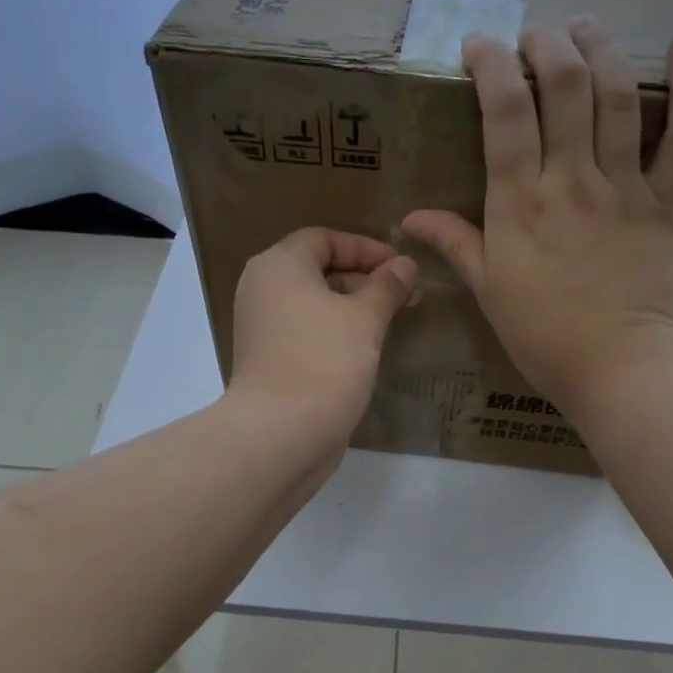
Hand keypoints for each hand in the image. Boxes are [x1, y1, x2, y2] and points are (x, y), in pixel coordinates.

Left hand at [227, 227, 419, 452]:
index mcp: (278, 266)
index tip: (402, 267)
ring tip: (395, 322)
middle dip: (367, 280)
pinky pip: (309, 334)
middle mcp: (263, 291)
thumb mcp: (364, 317)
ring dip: (356, 309)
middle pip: (320, 271)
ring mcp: (264, 329)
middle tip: (409, 297)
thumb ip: (387, 286)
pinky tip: (369, 349)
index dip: (366, 248)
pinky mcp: (272, 362)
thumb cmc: (324, 361)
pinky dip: (338, 334)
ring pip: (316, 306)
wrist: (280, 433)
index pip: (324, 239)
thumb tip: (405, 265)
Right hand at [402, 17, 672, 416]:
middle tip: (535, 36)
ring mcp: (623, 187)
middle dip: (546, 46)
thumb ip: (455, 244)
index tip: (479, 47)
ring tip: (584, 26)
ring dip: (599, 48)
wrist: (615, 368)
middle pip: (563, 88)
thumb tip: (411, 217)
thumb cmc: (542, 335)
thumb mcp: (488, 290)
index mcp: (520, 205)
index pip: (503, 114)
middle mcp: (571, 181)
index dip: (490, 67)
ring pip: (616, 97)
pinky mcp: (665, 200)